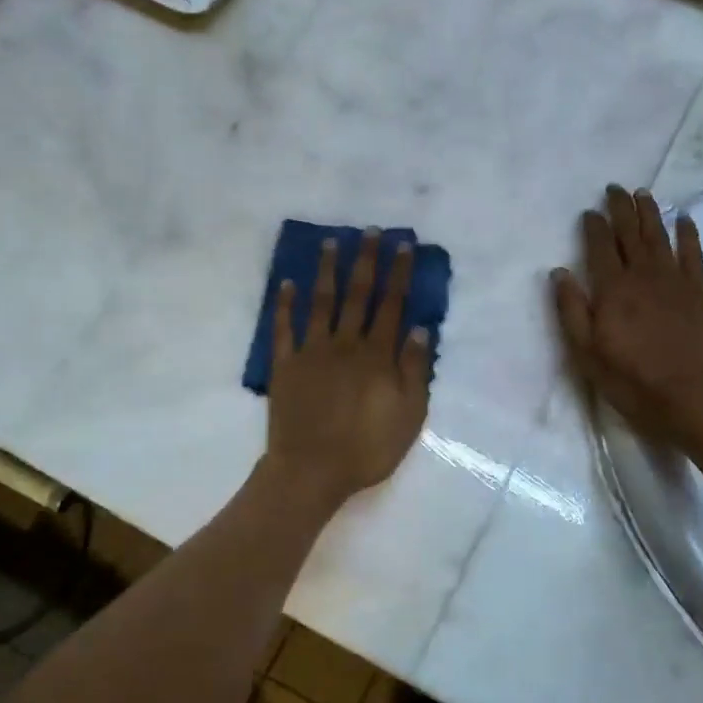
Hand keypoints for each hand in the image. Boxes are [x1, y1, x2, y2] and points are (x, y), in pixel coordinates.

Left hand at [265, 230, 431, 506]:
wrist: (311, 470)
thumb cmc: (367, 448)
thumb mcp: (408, 416)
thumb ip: (414, 370)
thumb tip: (419, 329)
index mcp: (377, 356)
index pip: (391, 306)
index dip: (398, 274)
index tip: (402, 246)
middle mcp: (345, 344)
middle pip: (357, 295)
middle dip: (366, 261)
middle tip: (369, 232)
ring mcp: (311, 352)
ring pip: (321, 302)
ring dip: (327, 271)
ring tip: (331, 243)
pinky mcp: (285, 365)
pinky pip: (283, 328)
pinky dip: (285, 305)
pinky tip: (287, 283)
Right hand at [553, 186, 702, 446]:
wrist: (689, 395)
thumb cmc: (630, 378)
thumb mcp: (586, 352)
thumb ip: (571, 310)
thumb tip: (559, 272)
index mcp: (611, 289)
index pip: (599, 246)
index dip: (594, 226)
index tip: (589, 212)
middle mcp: (642, 275)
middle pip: (630, 233)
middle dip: (620, 208)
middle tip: (615, 189)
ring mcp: (673, 280)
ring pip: (659, 235)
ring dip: (650, 212)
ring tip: (643, 193)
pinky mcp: (699, 290)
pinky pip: (693, 252)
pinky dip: (688, 233)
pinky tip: (684, 219)